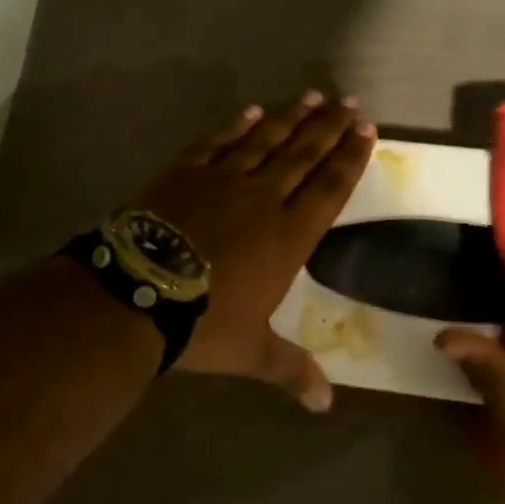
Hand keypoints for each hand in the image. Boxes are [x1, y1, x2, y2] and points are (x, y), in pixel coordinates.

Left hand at [136, 91, 375, 409]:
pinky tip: (252, 112)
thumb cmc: (203, 323)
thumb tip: (326, 406)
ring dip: (291, 118)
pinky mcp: (186, 172)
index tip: (367, 130)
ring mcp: (223, 180)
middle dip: (330, 128)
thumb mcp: (251, 351)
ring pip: (266, 140)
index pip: (330, 189)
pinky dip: (237, 126)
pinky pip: (219, 142)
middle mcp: (264, 199)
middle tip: (350, 102)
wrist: (137, 292)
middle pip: (304, 155)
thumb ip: (291, 370)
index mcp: (288, 236)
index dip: (351, 158)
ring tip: (314, 97)